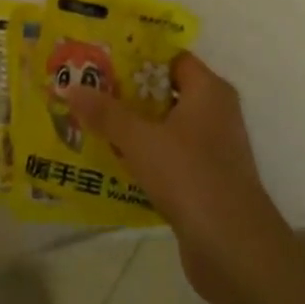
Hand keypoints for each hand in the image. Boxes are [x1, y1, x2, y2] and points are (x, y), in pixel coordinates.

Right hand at [64, 52, 293, 303]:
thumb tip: (71, 87)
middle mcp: (214, 114)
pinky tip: (109, 160)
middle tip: (86, 88)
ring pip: (164, 127)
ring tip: (88, 121)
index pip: (172, 59)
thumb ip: (105, 113)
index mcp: (209, 92)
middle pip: (164, 92)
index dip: (138, 56)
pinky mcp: (204, 181)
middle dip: (126, 92)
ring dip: (131, 126)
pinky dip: (142, 156)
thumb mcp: (139, 139)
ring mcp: (211, 150)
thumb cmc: (190, 175)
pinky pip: (167, 157)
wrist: (233, 247)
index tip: (101, 57)